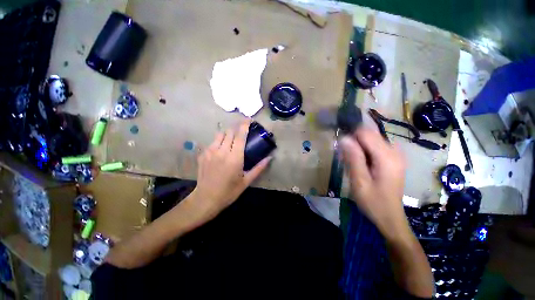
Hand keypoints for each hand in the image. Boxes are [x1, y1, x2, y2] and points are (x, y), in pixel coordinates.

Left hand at [188, 119, 271, 219]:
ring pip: (220, 134)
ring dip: (227, 133)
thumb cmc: (229, 191)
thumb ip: (259, 168)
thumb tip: (269, 158)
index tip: (249, 119)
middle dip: (237, 128)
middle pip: (230, 131)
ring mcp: (210, 152)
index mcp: (235, 157)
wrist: (206, 199)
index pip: (240, 135)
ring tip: (232, 138)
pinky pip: (212, 142)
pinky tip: (222, 149)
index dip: (245, 125)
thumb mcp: (247, 181)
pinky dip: (219, 141)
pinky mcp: (203, 154)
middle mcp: (222, 151)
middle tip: (242, 130)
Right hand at [340, 127, 409, 241]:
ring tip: (350, 162)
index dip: (350, 136)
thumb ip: (353, 158)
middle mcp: (394, 151)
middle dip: (354, 142)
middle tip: (344, 157)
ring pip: (371, 140)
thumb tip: (344, 138)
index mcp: (387, 157)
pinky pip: (375, 147)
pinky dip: (364, 151)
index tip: (340, 147)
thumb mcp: (359, 181)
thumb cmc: (373, 202)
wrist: (389, 217)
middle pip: (370, 135)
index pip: (366, 133)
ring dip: (358, 147)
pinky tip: (359, 164)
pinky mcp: (393, 159)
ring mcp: (396, 155)